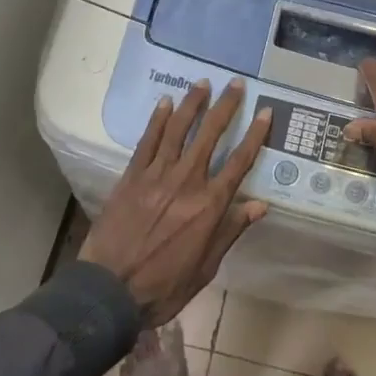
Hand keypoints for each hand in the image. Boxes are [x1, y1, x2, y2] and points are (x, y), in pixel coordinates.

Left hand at [80, 78, 271, 326]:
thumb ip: (231, 231)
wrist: (109, 291)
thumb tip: (260, 205)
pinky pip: (148, 141)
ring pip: (178, 130)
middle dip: (226, 107)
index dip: (255, 135)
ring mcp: (157, 175)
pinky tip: (165, 102)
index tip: (266, 112)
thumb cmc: (163, 286)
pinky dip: (157, 120)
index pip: (240, 162)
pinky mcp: (132, 176)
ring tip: (202, 83)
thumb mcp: (206, 267)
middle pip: (210, 135)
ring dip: (192, 104)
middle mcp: (187, 182)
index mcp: (209, 206)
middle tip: (235, 84)